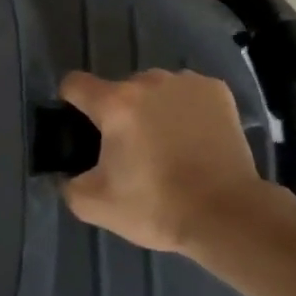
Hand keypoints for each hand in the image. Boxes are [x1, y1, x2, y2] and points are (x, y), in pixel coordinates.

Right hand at [58, 69, 271, 256]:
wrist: (227, 214)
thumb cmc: (157, 206)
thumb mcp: (96, 206)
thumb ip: (68, 184)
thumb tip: (68, 173)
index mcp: (115, 104)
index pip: (75, 83)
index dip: (70, 102)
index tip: (80, 127)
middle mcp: (149, 81)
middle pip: (120, 90)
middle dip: (119, 114)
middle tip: (131, 151)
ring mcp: (187, 82)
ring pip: (156, 90)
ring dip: (153, 109)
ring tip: (168, 145)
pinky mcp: (217, 90)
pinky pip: (188, 93)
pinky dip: (186, 109)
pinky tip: (195, 138)